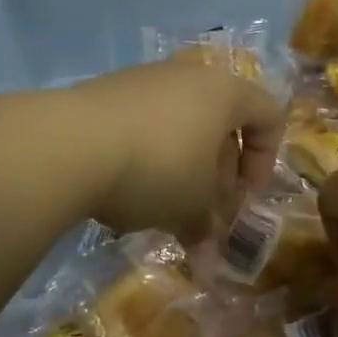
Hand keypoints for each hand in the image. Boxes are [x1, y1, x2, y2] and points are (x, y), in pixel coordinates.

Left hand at [67, 59, 284, 242]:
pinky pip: (143, 124)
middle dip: (218, 174)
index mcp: (224, 93)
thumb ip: (207, 229)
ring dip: (181, 169)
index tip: (242, 199)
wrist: (68, 144)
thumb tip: (209, 261)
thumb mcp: (191, 208)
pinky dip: (146, 155)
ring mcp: (143, 79)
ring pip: (179, 126)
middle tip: (204, 214)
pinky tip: (126, 189)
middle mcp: (187, 75)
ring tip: (163, 207)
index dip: (265, 161)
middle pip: (220, 124)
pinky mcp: (106, 91)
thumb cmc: (156, 169)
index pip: (269, 115)